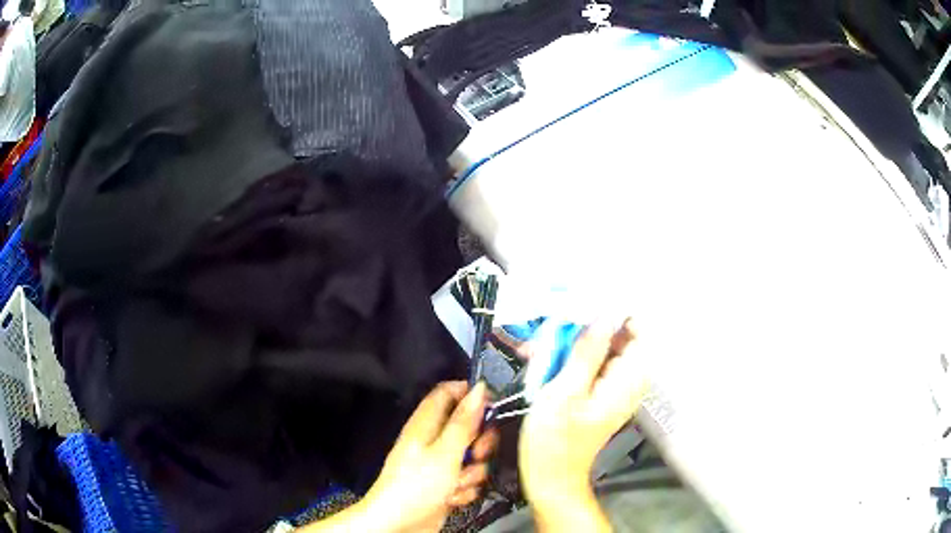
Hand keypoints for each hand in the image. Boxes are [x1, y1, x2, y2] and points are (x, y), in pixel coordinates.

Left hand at [360, 381, 498, 532]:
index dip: (471, 397)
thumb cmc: (416, 486)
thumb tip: (479, 388)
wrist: (399, 525)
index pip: (449, 393)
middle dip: (480, 443)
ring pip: (472, 456)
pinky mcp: (446, 484)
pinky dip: (466, 488)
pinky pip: (468, 478)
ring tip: (457, 483)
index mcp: (426, 424)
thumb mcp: (445, 452)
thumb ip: (464, 422)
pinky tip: (453, 497)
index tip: (491, 410)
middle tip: (477, 454)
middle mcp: (433, 440)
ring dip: (473, 472)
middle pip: (468, 427)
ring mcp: (440, 464)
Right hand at [518, 320, 648, 530]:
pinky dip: (568, 360)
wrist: (551, 476)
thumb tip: (604, 317)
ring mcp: (613, 388)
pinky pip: (590, 365)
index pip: (638, 331)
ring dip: (569, 345)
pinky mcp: (599, 394)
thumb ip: (587, 353)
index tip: (582, 309)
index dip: (613, 313)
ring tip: (538, 352)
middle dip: (581, 330)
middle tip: (547, 335)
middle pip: (615, 338)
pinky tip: (543, 365)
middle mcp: (627, 381)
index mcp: (626, 380)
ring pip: (599, 349)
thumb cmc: (554, 440)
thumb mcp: (565, 393)